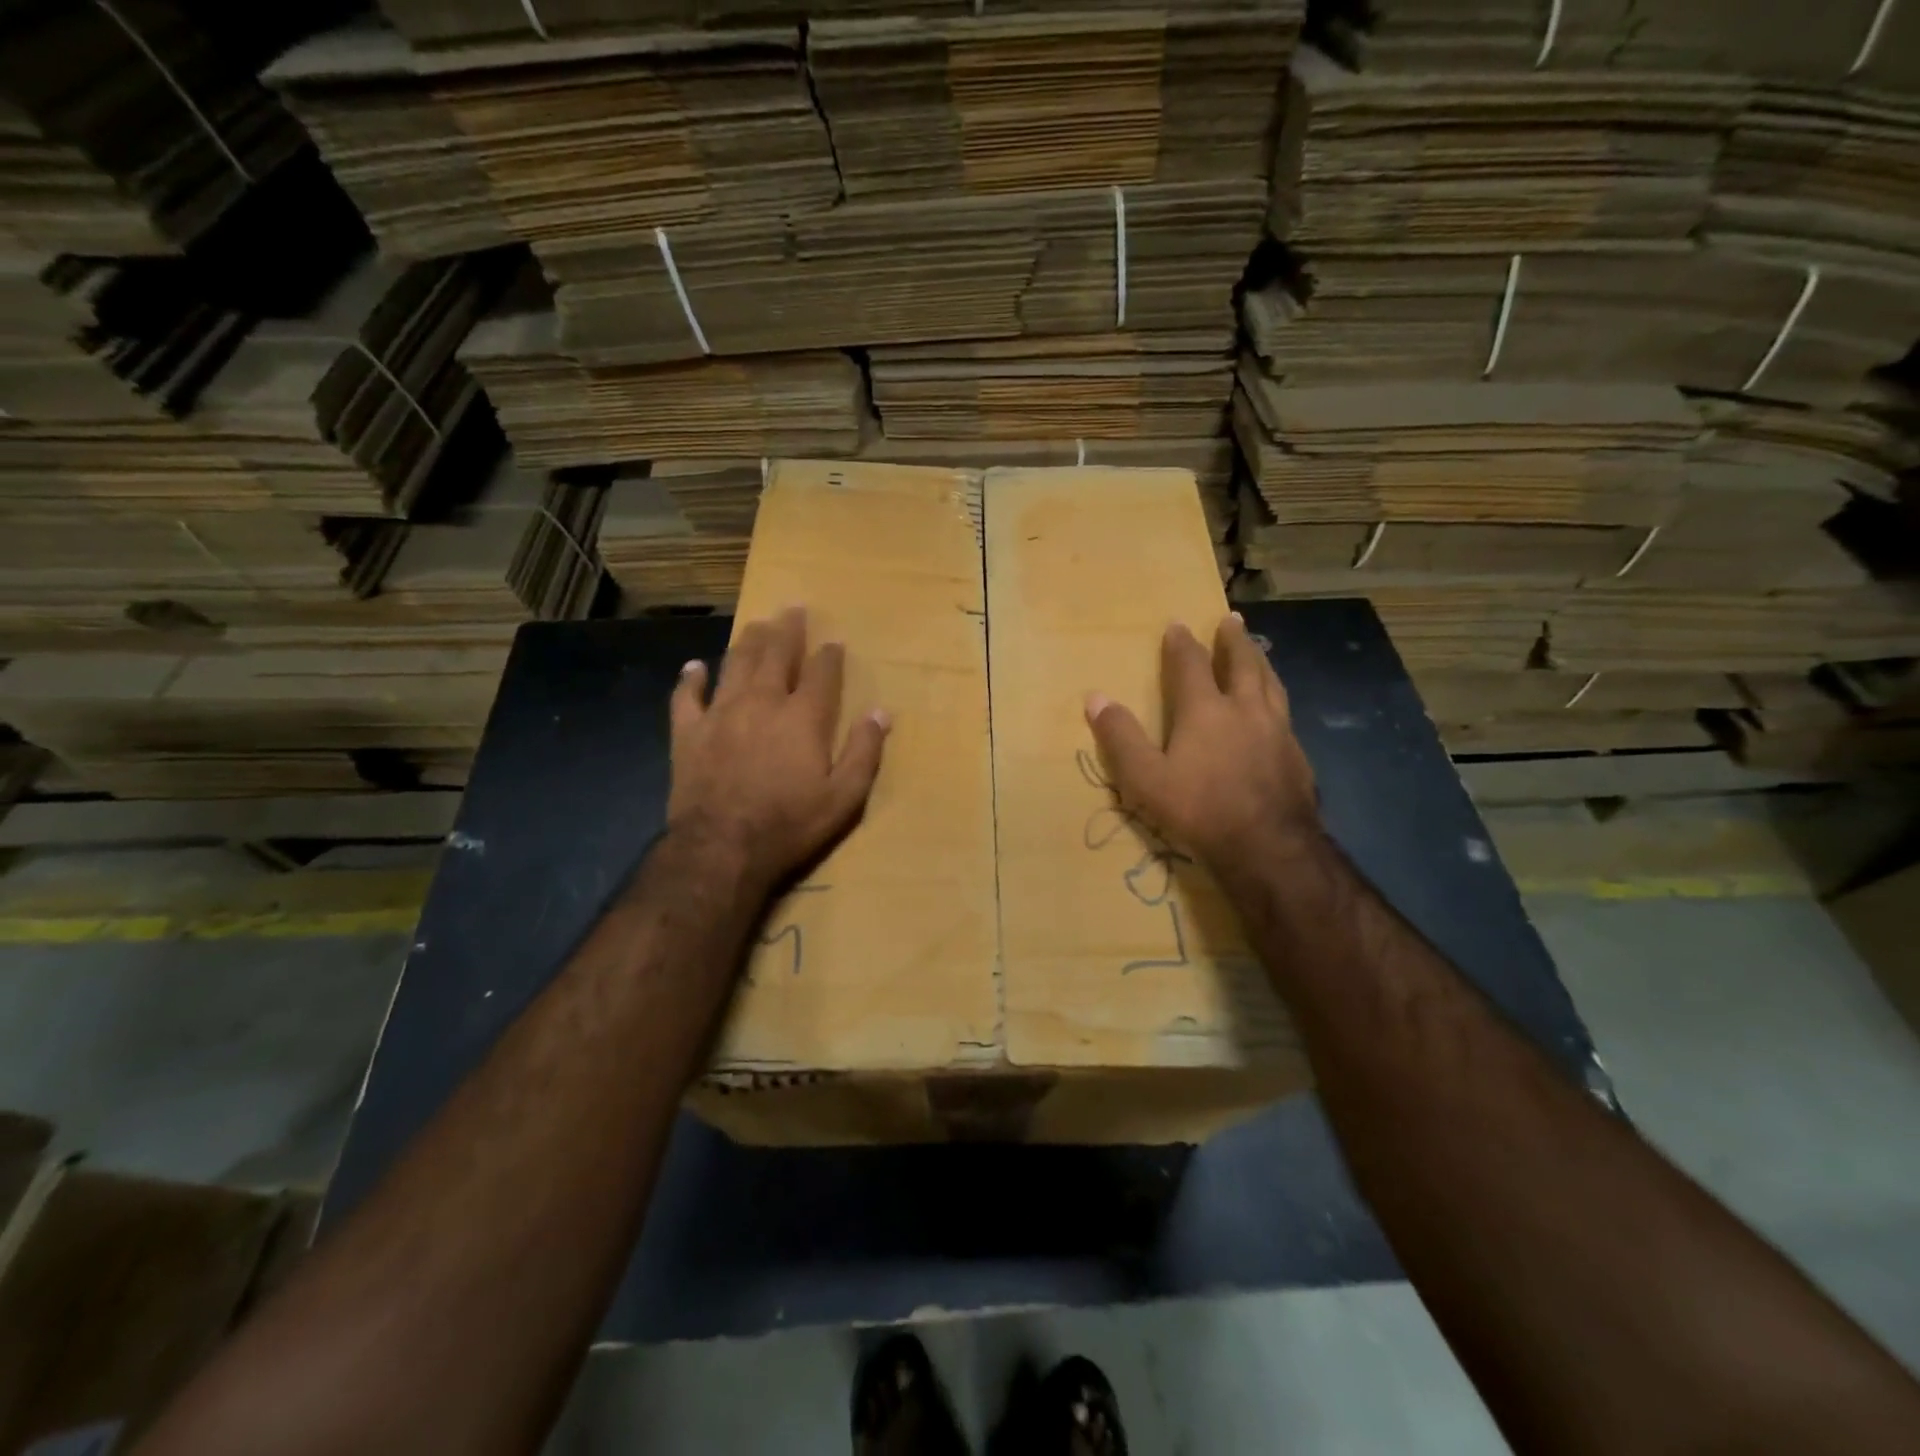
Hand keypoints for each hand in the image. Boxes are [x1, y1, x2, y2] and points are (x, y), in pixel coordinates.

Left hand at [668, 606, 889, 893]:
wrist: (722, 848)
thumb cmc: (789, 824)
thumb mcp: (844, 797)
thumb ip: (864, 752)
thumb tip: (881, 712)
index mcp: (803, 717)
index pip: (821, 674)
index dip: (829, 656)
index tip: (834, 642)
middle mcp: (763, 702)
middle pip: (776, 655)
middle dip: (787, 631)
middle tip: (792, 609)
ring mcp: (721, 713)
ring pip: (736, 664)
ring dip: (748, 641)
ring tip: (757, 624)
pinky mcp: (689, 732)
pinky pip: (687, 696)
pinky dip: (691, 679)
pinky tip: (694, 666)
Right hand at [1085, 615, 1318, 871]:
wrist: (1269, 846)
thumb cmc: (1200, 809)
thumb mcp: (1145, 778)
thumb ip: (1121, 737)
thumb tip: (1095, 698)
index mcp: (1206, 710)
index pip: (1191, 665)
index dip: (1181, 644)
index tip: (1177, 624)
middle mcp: (1245, 709)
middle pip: (1242, 664)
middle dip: (1233, 640)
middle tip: (1232, 620)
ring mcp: (1277, 730)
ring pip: (1270, 683)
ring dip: (1261, 662)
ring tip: (1258, 651)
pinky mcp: (1297, 754)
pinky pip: (1285, 712)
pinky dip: (1276, 697)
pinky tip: (1276, 709)